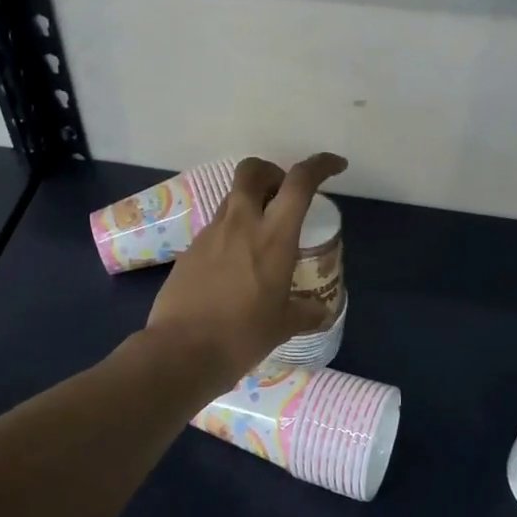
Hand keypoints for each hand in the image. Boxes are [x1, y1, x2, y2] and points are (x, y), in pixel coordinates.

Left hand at [144, 153, 347, 396]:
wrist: (181, 351)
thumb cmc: (242, 336)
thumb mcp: (283, 326)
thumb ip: (305, 313)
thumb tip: (320, 311)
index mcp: (273, 237)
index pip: (299, 182)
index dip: (320, 165)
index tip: (335, 166)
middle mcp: (240, 224)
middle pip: (252, 171)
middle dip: (271, 172)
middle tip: (283, 196)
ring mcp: (209, 235)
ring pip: (232, 199)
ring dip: (250, 204)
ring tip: (261, 237)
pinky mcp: (189, 250)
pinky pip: (215, 228)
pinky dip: (231, 233)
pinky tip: (236, 265)